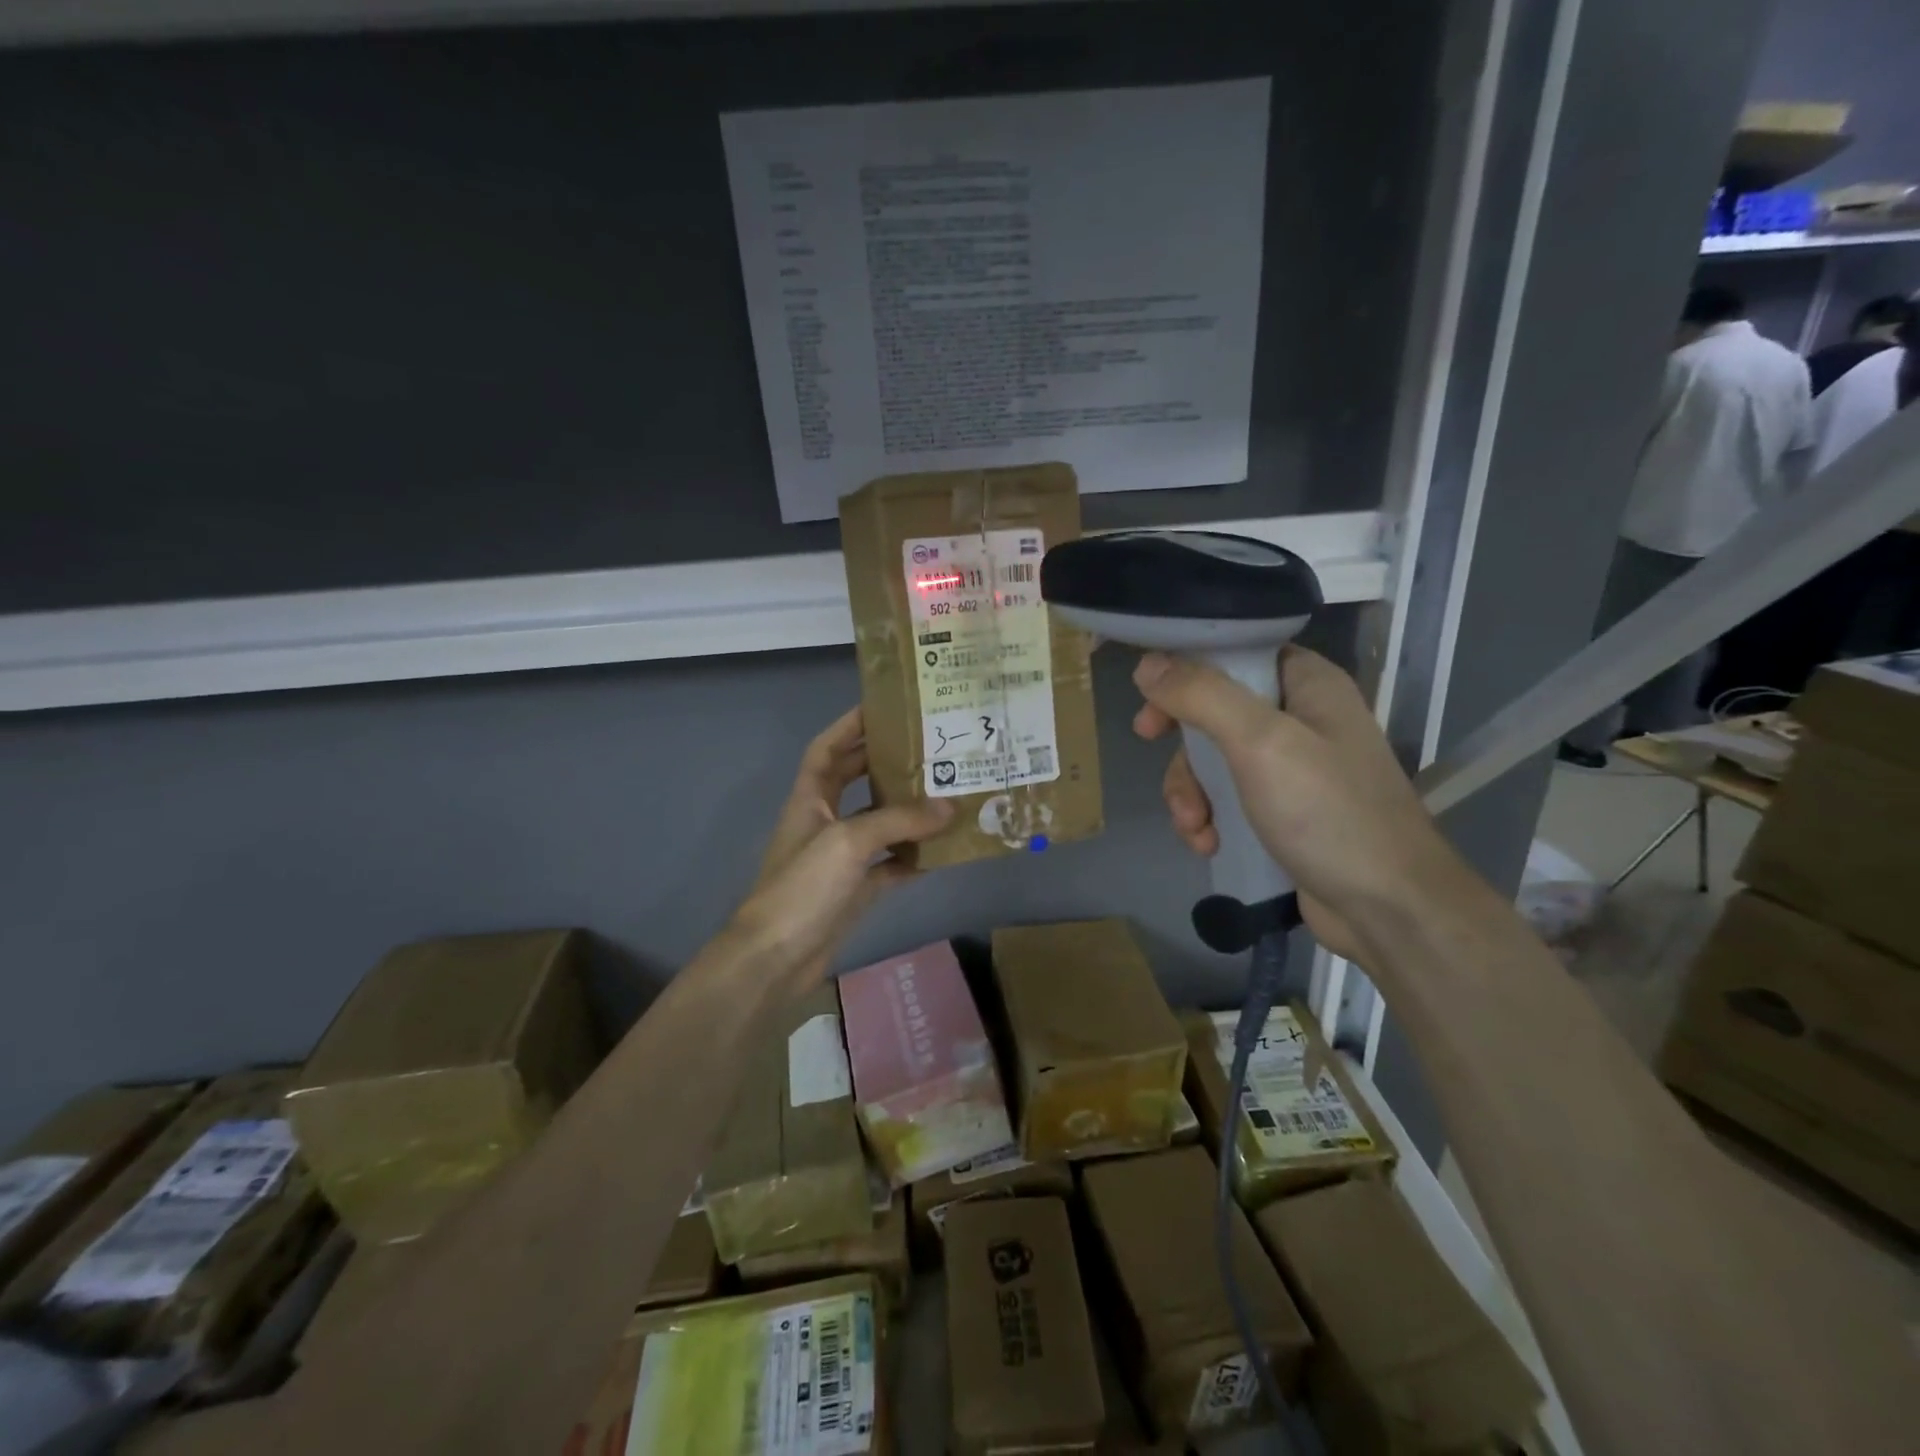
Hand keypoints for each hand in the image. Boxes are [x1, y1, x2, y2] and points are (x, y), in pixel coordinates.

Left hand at [729, 707, 951, 991]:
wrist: (776, 958)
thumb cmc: (803, 887)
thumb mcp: (849, 842)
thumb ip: (899, 820)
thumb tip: (950, 807)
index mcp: (810, 799)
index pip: (827, 748)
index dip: (850, 725)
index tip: (885, 707)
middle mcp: (824, 821)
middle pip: (856, 780)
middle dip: (886, 762)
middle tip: (930, 747)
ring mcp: (841, 857)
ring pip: (879, 822)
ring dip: (908, 809)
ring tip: (947, 791)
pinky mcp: (856, 889)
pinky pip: (891, 863)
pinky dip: (914, 856)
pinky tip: (944, 849)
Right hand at [1132, 646, 1468, 962]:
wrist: (1388, 910)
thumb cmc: (1329, 812)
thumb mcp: (1261, 743)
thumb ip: (1202, 697)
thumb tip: (1147, 664)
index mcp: (1308, 684)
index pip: (1237, 653)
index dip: (1188, 668)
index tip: (1151, 695)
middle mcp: (1301, 718)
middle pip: (1214, 709)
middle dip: (1184, 743)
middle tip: (1151, 747)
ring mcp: (1292, 769)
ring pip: (1213, 760)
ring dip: (1191, 791)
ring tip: (1195, 825)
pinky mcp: (1282, 812)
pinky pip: (1227, 799)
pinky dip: (1209, 818)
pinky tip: (1208, 844)